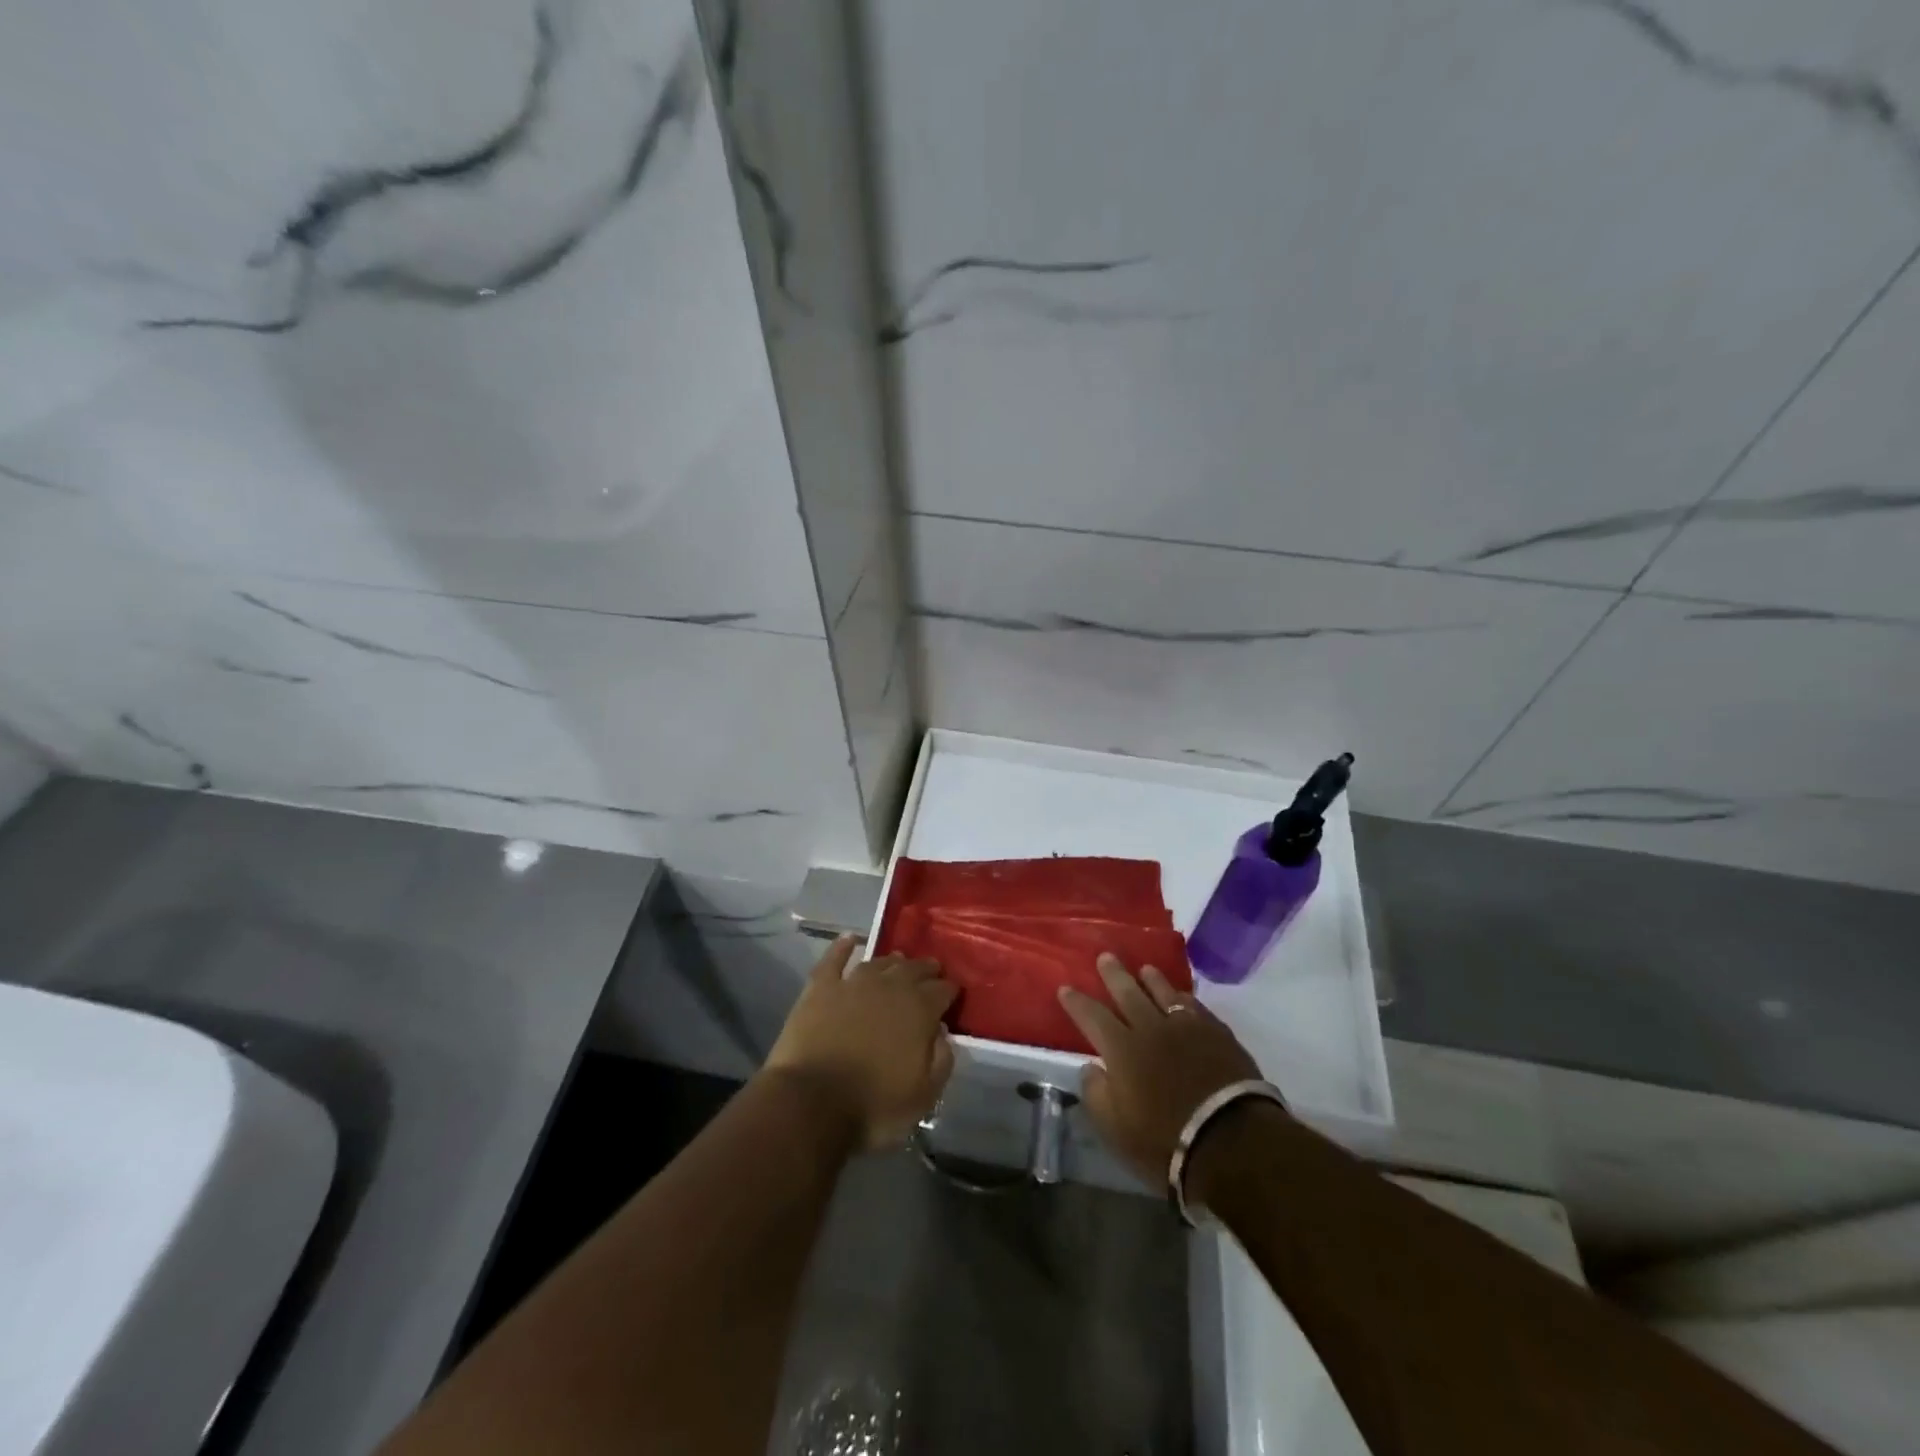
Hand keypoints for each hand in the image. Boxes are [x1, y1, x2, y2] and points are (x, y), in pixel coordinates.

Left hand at [764, 935, 957, 1150]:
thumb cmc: (873, 1105)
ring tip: (898, 961)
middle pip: (913, 969)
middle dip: (926, 969)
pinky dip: (842, 947)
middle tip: (931, 971)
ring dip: (892, 961)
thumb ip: (942, 1060)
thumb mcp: (924, 1096)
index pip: (943, 990)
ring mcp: (853, 983)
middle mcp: (890, 986)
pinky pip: (834, 959)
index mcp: (919, 1009)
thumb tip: (943, 1033)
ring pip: (878, 963)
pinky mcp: (820, 987)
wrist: (811, 1102)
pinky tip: (849, 939)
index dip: (950, 990)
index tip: (953, 994)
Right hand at [1058, 953, 1263, 1184]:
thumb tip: (1091, 1067)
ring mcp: (1186, 1027)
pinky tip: (1182, 996)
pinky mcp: (1217, 1034)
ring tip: (1144, 968)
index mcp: (1121, 1049)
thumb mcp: (1116, 1128)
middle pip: (1127, 993)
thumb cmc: (1165, 1141)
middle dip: (1113, 975)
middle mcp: (1150, 1029)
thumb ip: (1097, 1093)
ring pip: (1163, 993)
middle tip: (1105, 956)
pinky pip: (1195, 1006)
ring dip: (1151, 979)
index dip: (1077, 1002)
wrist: (1231, 1141)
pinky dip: (1183, 998)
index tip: (1065, 988)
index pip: (1092, 1016)